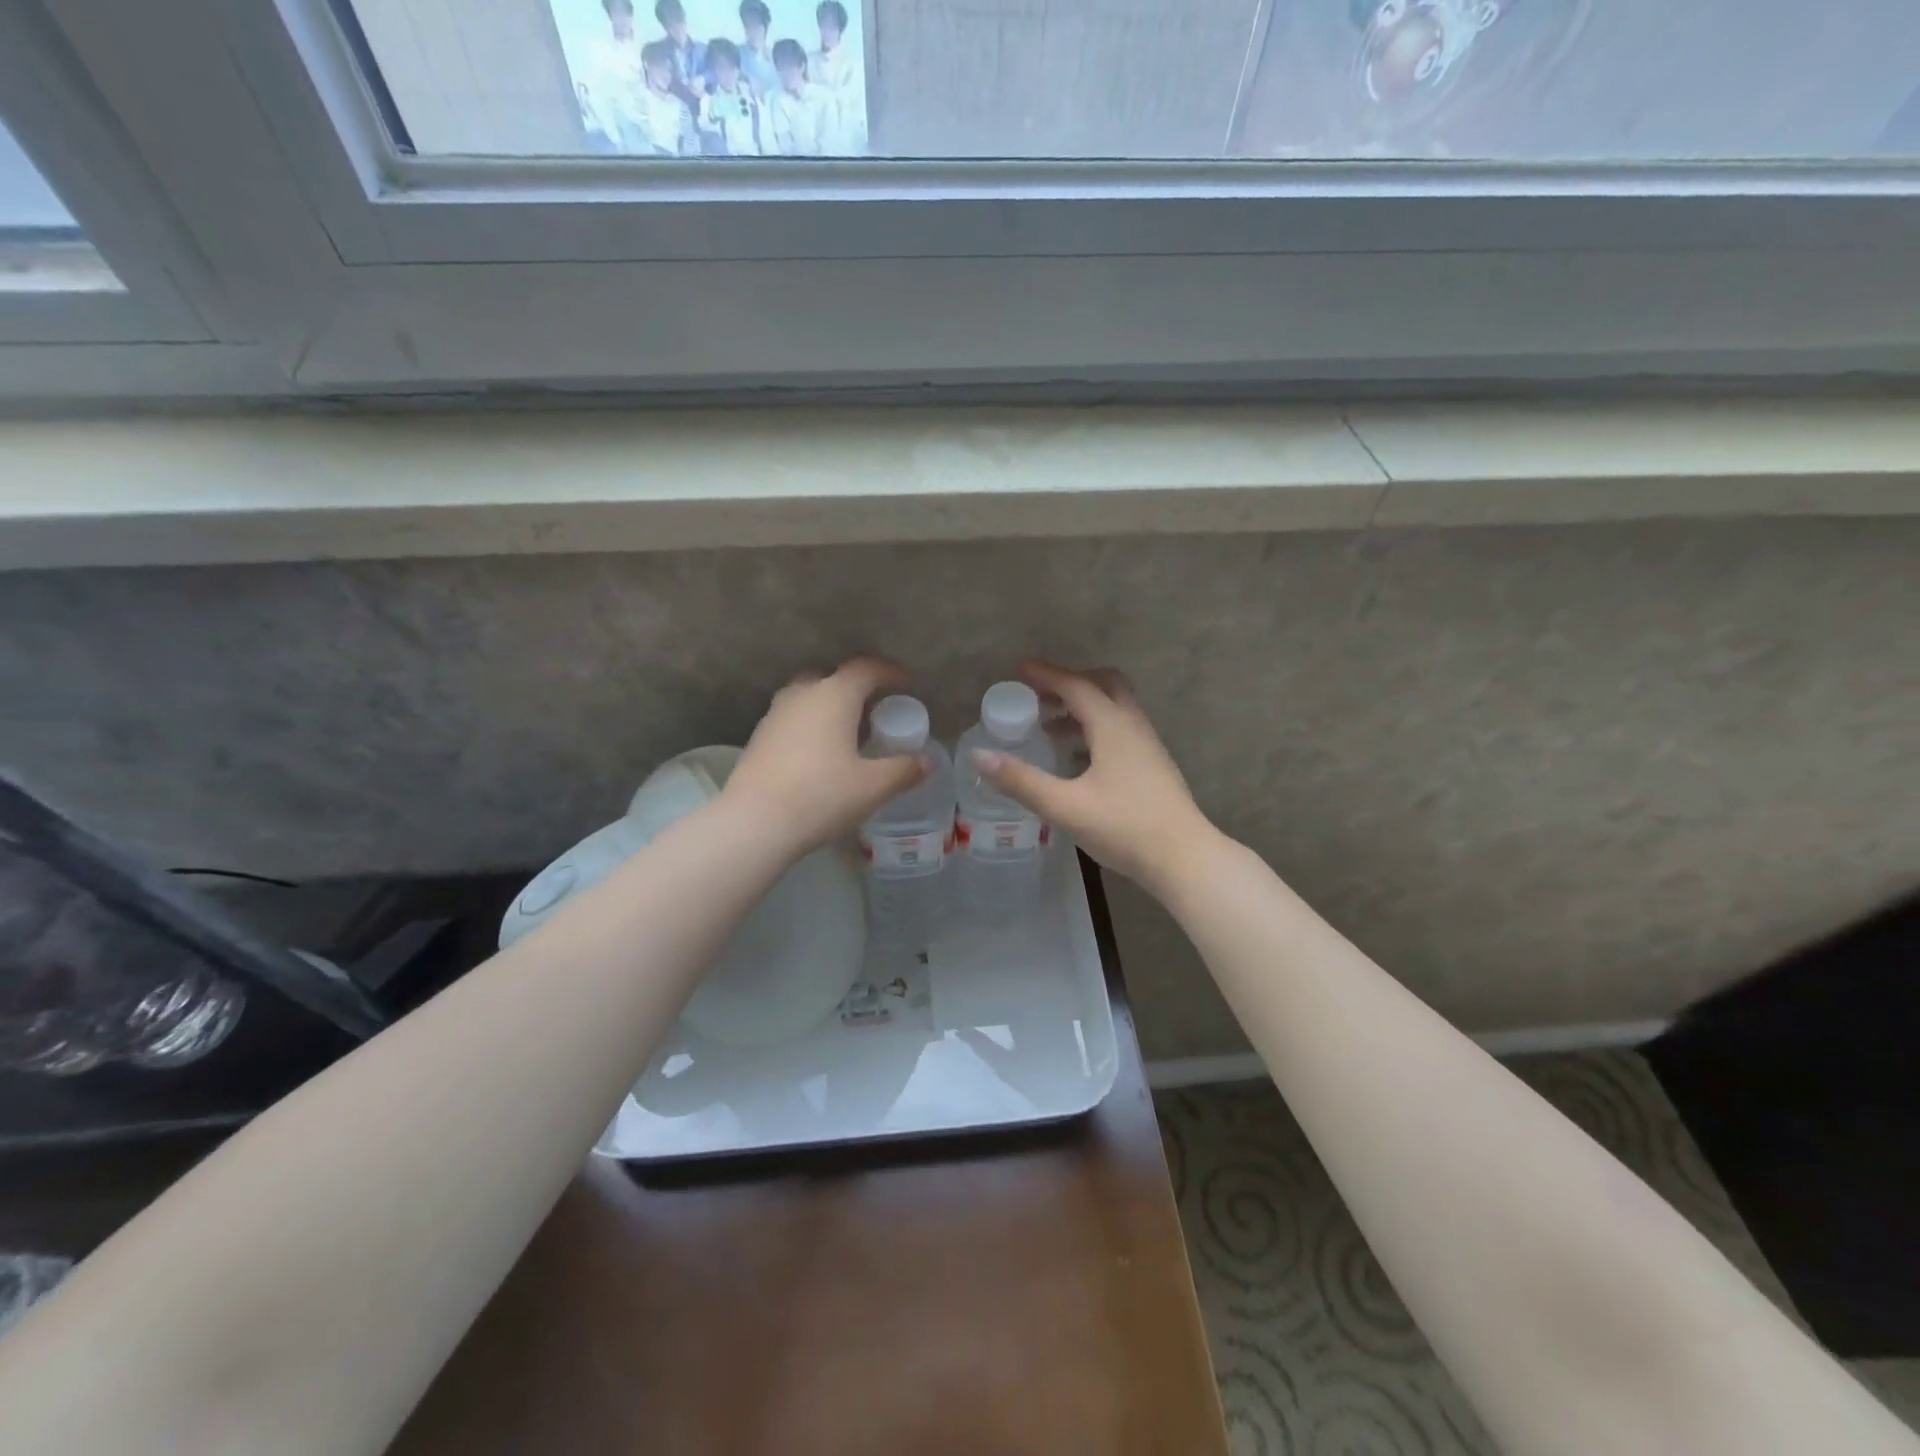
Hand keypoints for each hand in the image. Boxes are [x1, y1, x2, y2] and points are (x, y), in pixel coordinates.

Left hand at [724, 656, 927, 856]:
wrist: (755, 823)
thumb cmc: (822, 796)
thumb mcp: (873, 787)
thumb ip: (904, 770)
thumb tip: (926, 761)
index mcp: (834, 695)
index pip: (866, 668)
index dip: (890, 672)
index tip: (906, 684)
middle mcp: (802, 694)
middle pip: (833, 676)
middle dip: (857, 688)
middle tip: (875, 712)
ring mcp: (775, 714)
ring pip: (809, 696)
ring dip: (831, 706)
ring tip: (848, 734)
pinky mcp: (759, 737)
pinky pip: (793, 718)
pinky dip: (811, 724)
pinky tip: (819, 755)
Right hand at [972, 661, 1215, 893]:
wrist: (1184, 858)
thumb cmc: (1124, 828)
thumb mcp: (1065, 806)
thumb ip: (1021, 781)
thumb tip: (979, 757)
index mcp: (1113, 726)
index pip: (1076, 686)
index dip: (1046, 675)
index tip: (1019, 669)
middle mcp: (1133, 725)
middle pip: (1103, 685)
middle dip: (1069, 684)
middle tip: (1038, 696)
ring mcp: (1147, 744)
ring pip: (1114, 707)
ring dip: (1082, 708)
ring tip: (1048, 728)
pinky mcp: (1153, 764)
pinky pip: (1120, 728)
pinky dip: (1094, 727)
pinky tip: (1076, 758)